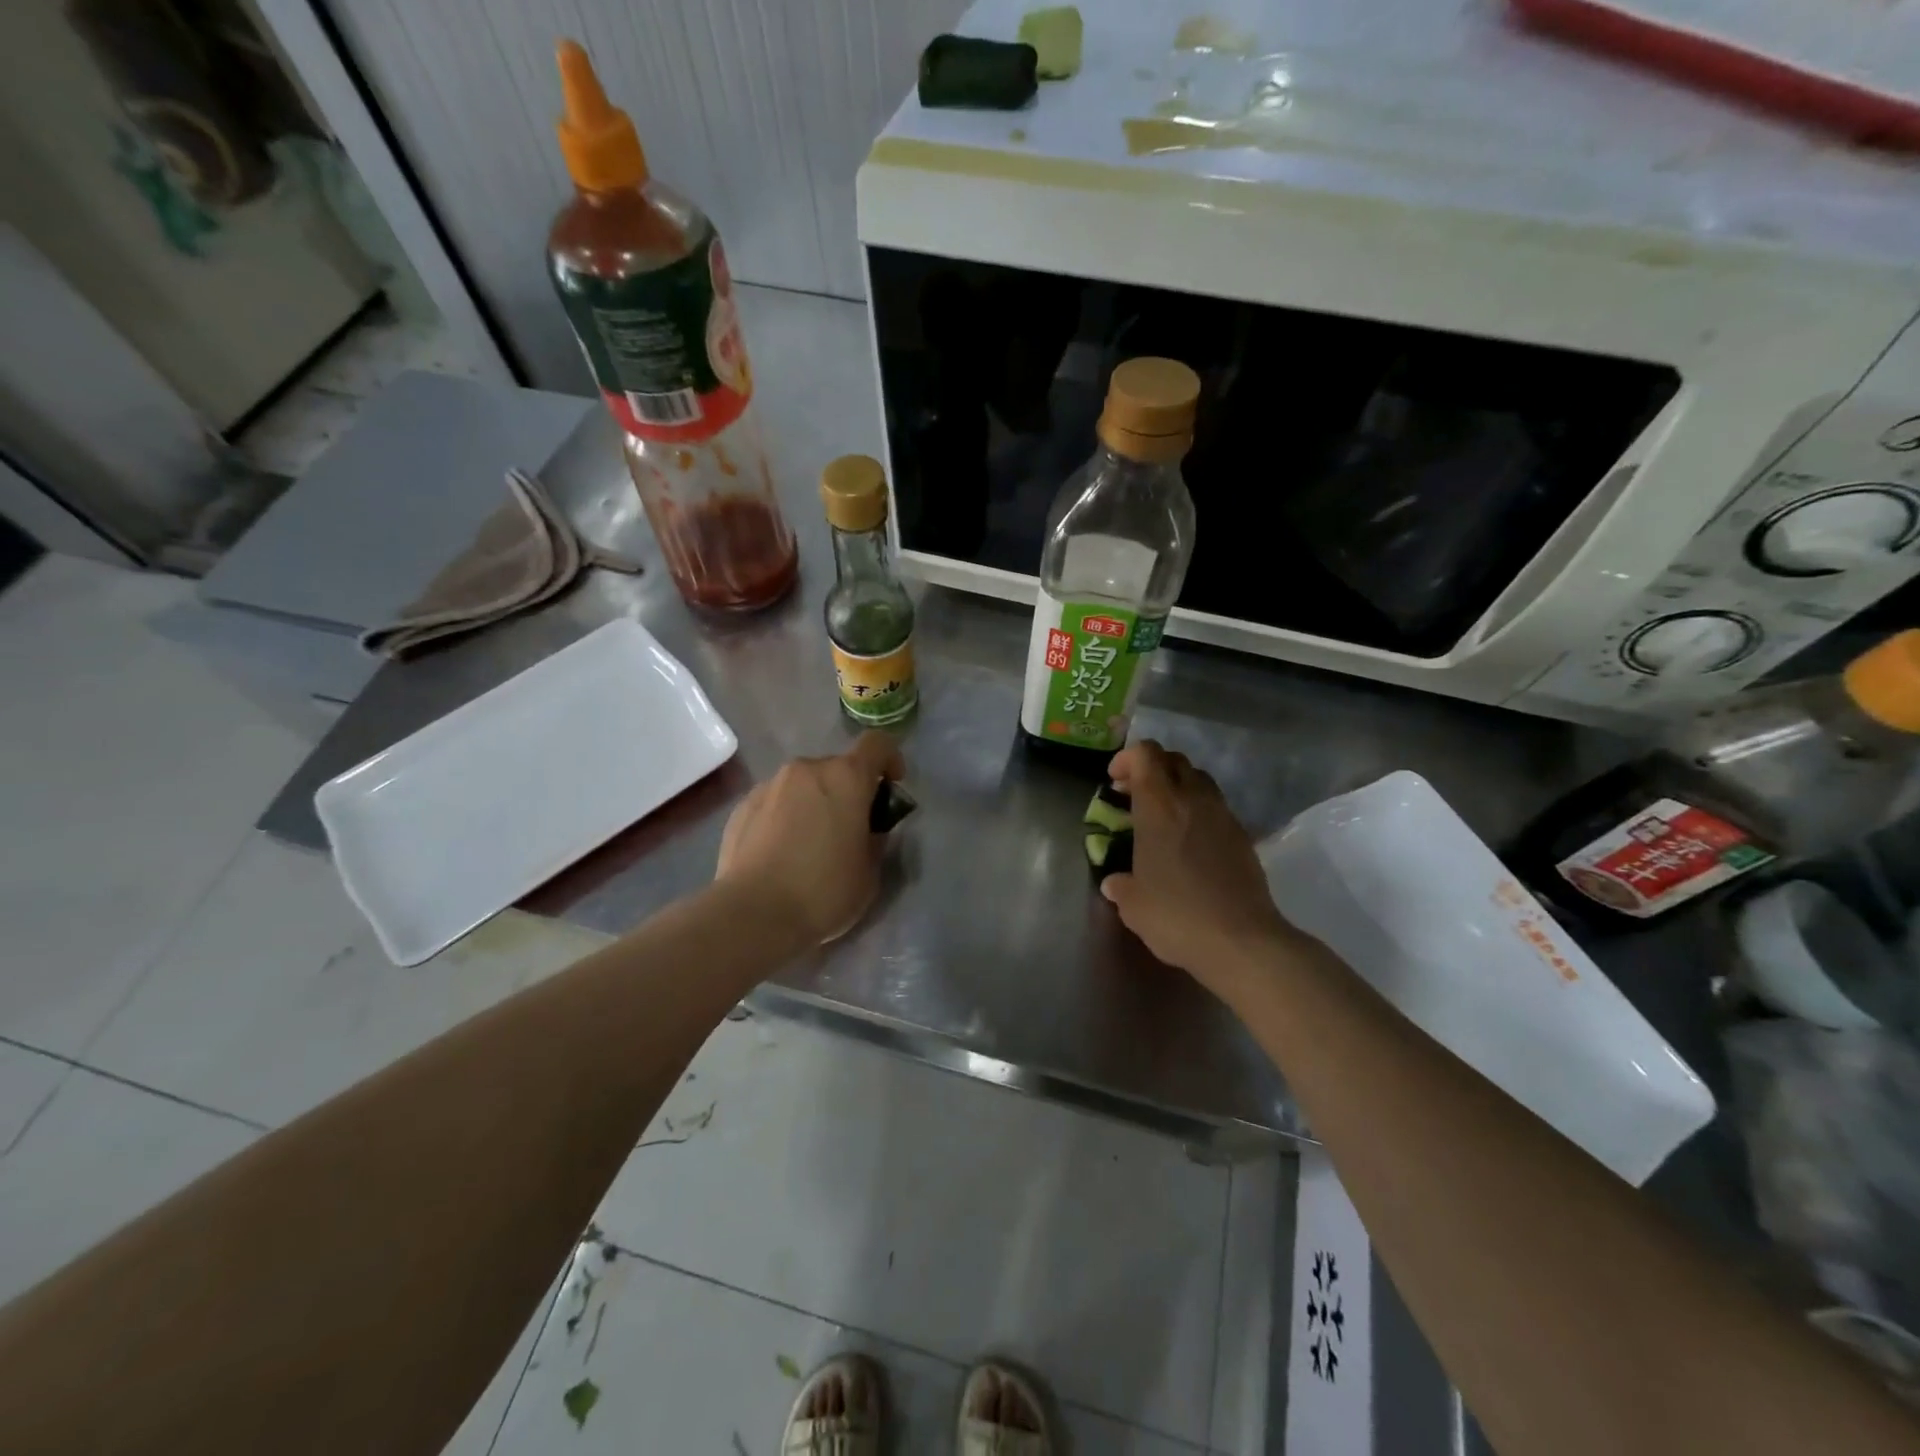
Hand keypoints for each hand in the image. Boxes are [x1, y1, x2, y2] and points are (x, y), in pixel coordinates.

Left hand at [716, 731, 906, 945]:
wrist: (753, 914)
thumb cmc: (824, 891)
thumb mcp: (869, 872)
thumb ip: (875, 839)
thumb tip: (867, 829)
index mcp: (846, 778)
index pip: (877, 744)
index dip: (890, 759)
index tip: (891, 787)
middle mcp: (806, 770)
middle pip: (837, 768)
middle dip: (848, 790)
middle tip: (850, 829)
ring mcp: (769, 786)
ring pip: (803, 785)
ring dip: (814, 803)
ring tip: (811, 844)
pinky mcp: (741, 807)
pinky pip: (775, 803)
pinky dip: (785, 817)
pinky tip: (781, 854)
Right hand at [1101, 740, 1290, 993]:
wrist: (1242, 941)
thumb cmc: (1177, 916)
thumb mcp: (1134, 905)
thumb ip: (1121, 886)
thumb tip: (1114, 882)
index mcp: (1159, 806)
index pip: (1145, 755)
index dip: (1127, 759)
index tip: (1114, 781)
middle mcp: (1193, 799)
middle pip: (1174, 760)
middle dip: (1151, 769)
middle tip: (1134, 795)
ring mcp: (1223, 815)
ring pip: (1199, 780)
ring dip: (1177, 787)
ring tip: (1162, 816)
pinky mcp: (1243, 836)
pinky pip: (1216, 807)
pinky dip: (1198, 811)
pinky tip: (1189, 842)